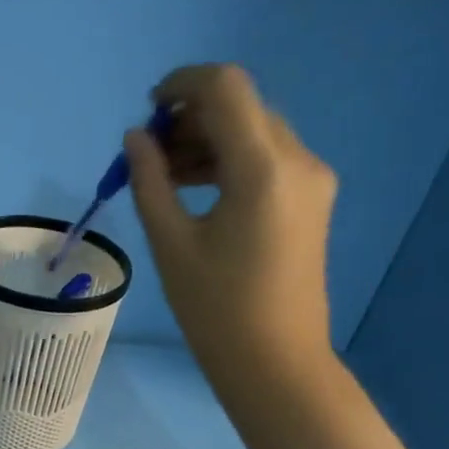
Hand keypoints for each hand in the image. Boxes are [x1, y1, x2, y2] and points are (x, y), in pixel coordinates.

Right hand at [125, 64, 408, 448]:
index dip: (181, 85)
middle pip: (241, 108)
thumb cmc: (216, 309)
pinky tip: (197, 190)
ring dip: (208, 141)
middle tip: (148, 156)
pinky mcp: (312, 200)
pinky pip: (268, 159)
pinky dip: (230, 161)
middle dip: (190, 119)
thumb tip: (136, 138)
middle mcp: (298, 161)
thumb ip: (150, 180)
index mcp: (263, 168)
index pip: (225, 88)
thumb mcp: (171, 243)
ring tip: (164, 176)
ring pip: (255, 132)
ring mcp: (311, 180)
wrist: (276, 363)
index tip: (147, 111)